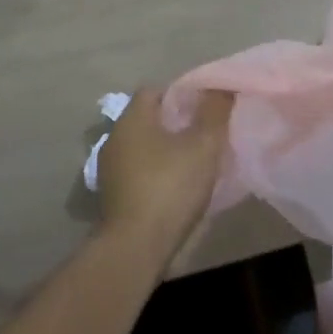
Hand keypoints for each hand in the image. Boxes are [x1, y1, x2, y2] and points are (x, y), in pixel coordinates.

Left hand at [95, 88, 230, 262]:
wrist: (135, 247)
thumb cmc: (170, 187)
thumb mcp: (203, 146)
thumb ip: (214, 112)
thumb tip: (222, 86)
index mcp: (132, 118)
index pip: (155, 90)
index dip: (181, 95)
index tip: (205, 108)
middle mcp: (115, 137)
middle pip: (148, 118)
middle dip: (175, 123)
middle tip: (204, 133)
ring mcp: (110, 168)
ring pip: (143, 147)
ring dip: (165, 150)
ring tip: (194, 162)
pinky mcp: (112, 196)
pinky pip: (138, 171)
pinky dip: (156, 173)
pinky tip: (176, 187)